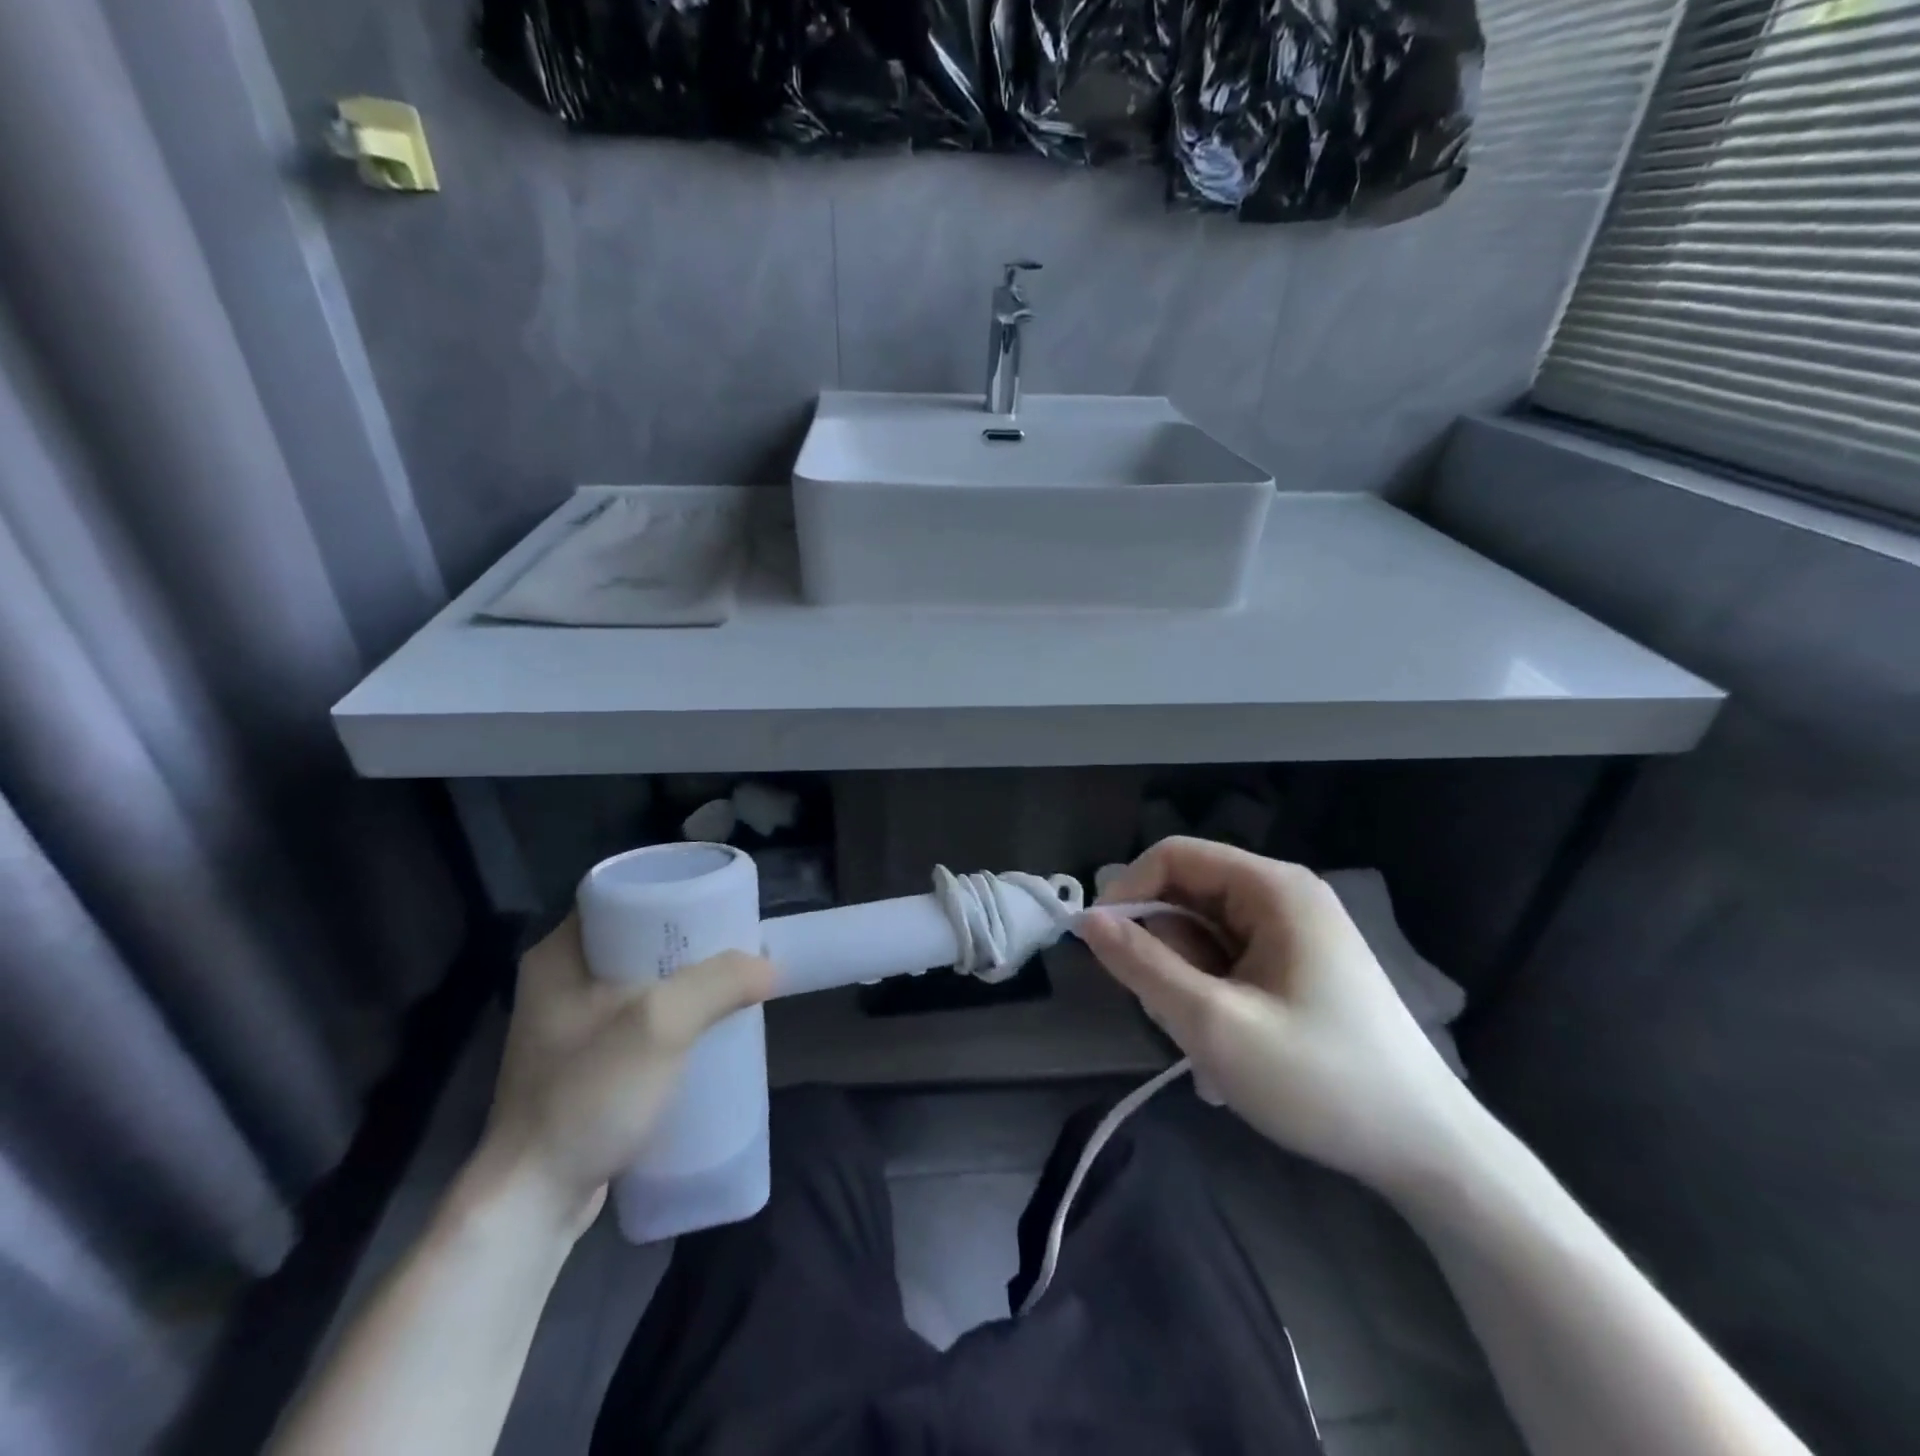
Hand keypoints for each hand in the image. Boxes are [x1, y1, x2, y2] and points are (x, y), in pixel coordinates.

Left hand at [475, 914, 774, 1236]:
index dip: (673, 893)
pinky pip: (636, 1019)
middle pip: (637, 938)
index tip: (719, 904)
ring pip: (639, 981)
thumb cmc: (587, 1096)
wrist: (532, 1202)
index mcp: (560, 954)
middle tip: (734, 946)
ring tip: (730, 983)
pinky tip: (704, 1027)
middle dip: (689, 942)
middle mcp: (558, 981)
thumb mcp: (660, 1025)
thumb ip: (718, 983)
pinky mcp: (582, 1063)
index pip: (621, 896)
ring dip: (684, 981)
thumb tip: (770, 966)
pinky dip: (671, 1016)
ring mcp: (567, 1025)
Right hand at [1080, 837, 1478, 1197]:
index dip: (1127, 893)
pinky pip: (1229, 961)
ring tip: (1213, 1045)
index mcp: (1272, 888)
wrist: (1428, 1151)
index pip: (1173, 857)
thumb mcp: (1214, 1025)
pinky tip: (1233, 1049)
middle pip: (1188, 897)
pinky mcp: (1299, 964)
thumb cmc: (1321, 1081)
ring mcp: (1295, 931)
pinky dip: (1213, 998)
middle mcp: (1284, 895)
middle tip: (1176, 1018)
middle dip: (1165, 954)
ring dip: (1188, 985)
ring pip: (1203, 935)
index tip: (1102, 949)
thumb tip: (1086, 921)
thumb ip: (1143, 966)